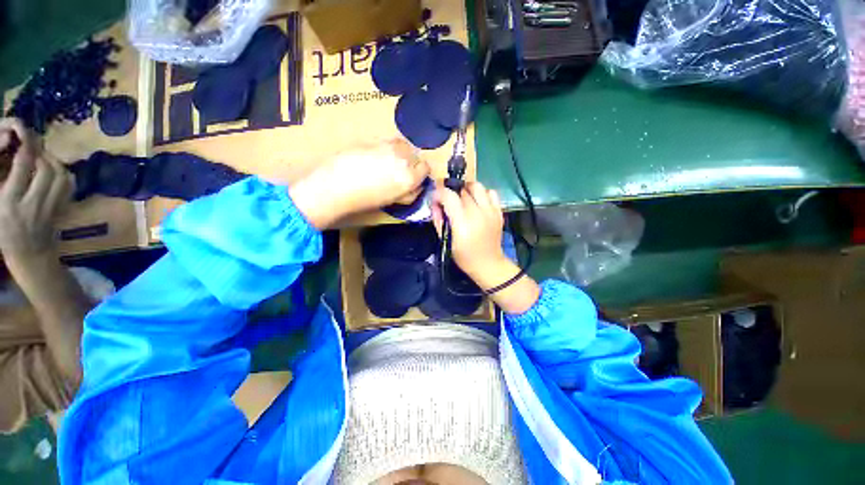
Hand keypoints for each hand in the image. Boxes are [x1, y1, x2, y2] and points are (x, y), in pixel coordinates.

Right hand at [0, 118, 73, 259]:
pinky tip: (53, 170)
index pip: (23, 164)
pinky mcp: (63, 209)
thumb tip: (14, 154)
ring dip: (53, 160)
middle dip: (40, 151)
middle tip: (32, 144)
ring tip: (41, 156)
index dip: (26, 144)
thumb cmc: (4, 231)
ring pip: (61, 175)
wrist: (29, 255)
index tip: (21, 130)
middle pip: (46, 167)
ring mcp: (51, 207)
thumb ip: (3, 178)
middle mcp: (33, 202)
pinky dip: (64, 173)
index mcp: (10, 200)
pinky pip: (69, 185)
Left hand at [289, 138, 429, 228]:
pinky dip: (388, 148)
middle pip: (416, 155)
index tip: (414, 178)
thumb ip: (410, 193)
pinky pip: (389, 141)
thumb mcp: (394, 201)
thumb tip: (417, 187)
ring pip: (404, 145)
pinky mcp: (375, 138)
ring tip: (388, 163)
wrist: (336, 185)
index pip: (426, 168)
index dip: (421, 174)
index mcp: (410, 177)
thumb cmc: (365, 199)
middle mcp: (404, 158)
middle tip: (399, 172)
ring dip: (401, 153)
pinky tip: (376, 156)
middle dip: (412, 163)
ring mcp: (389, 145)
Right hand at [431, 181, 508, 283]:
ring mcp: (490, 211)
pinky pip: (491, 193)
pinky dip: (482, 194)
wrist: (488, 264)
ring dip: (467, 189)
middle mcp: (478, 214)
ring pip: (477, 186)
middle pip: (462, 191)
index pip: (449, 196)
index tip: (435, 197)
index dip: (439, 193)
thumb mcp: (445, 241)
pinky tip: (477, 202)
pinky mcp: (499, 212)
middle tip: (447, 201)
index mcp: (462, 223)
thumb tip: (435, 204)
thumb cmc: (464, 256)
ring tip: (462, 198)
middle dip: (451, 193)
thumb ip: (438, 220)